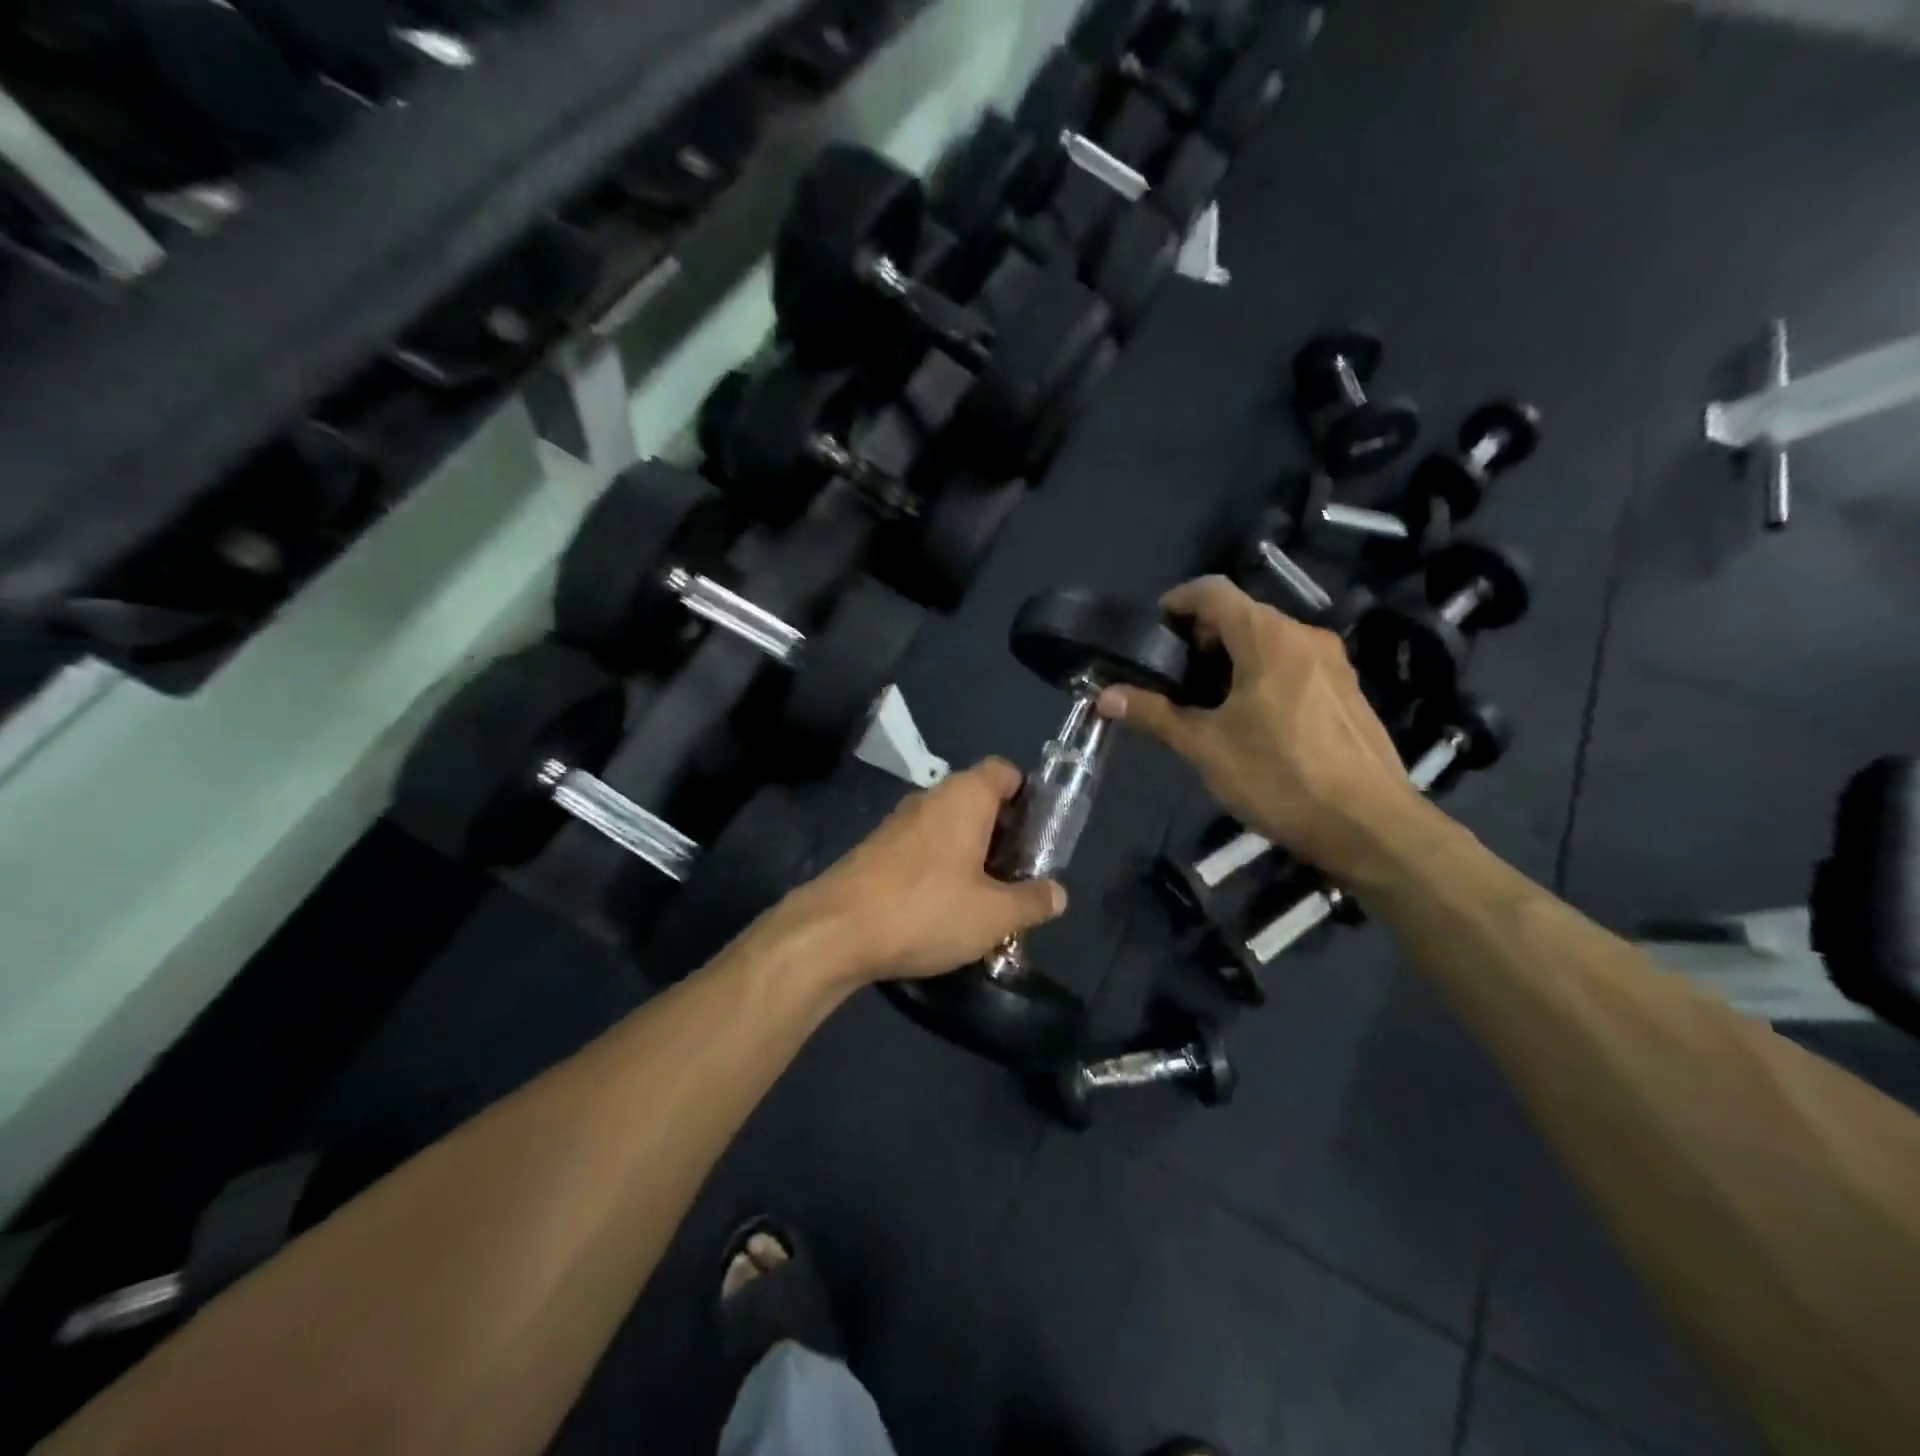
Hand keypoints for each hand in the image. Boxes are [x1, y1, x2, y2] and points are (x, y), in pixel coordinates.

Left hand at [790, 758, 1066, 983]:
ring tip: (988, 899)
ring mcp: (898, 823)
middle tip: (1020, 875)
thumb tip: (1058, 893)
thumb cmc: (926, 909)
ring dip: (971, 855)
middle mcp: (930, 798)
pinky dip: (941, 868)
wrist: (835, 931)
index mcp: (965, 797)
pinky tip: (944, 909)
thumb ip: (1032, 901)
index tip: (1040, 833)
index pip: (1004, 771)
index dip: (1028, 795)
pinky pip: (922, 848)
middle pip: (978, 801)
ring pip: (949, 828)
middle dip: (1003, 834)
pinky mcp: (876, 850)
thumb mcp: (994, 915)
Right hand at [1098, 576, 1415, 878]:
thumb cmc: (1279, 777)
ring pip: (1270, 639)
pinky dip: (1262, 672)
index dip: (1177, 601)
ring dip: (1232, 655)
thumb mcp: (1205, 747)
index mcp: (1268, 638)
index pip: (1214, 592)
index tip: (1153, 630)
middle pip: (1242, 614)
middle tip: (1172, 673)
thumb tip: (1104, 696)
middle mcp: (1304, 636)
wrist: (1369, 826)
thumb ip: (1154, 714)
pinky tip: (1250, 717)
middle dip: (1201, 635)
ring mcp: (1332, 662)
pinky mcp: (1346, 690)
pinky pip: (1293, 662)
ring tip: (1205, 698)